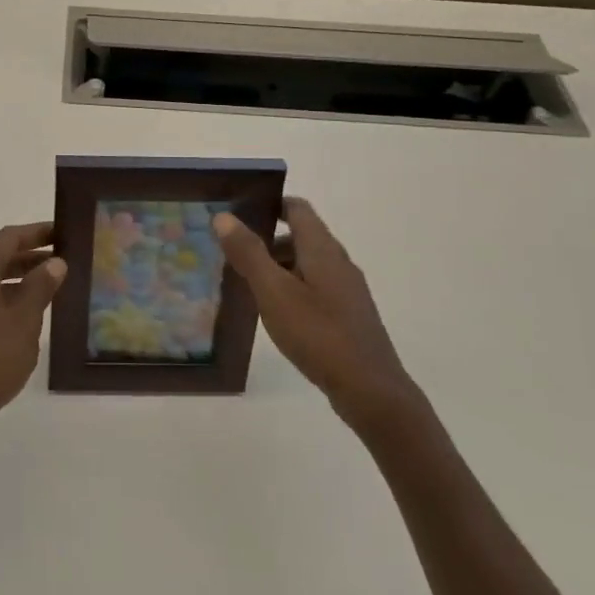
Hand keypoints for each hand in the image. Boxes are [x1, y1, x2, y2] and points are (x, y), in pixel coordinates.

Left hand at [0, 222, 66, 438]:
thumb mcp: (24, 321)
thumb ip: (40, 288)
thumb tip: (54, 262)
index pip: (8, 238)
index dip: (36, 232)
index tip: (61, 232)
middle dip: (29, 255)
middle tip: (61, 258)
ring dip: (18, 278)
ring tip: (49, 286)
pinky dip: (4, 297)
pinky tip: (24, 315)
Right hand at [214, 198, 416, 429]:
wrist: (371, 390)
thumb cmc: (318, 334)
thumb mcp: (274, 292)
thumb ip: (249, 253)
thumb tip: (224, 216)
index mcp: (322, 248)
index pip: (297, 208)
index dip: (269, 203)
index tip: (238, 212)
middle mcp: (338, 262)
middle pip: (301, 235)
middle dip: (267, 239)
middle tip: (233, 253)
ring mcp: (347, 290)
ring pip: (308, 264)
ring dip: (279, 266)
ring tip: (248, 284)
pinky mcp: (349, 315)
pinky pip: (316, 287)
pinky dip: (293, 288)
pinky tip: (277, 313)